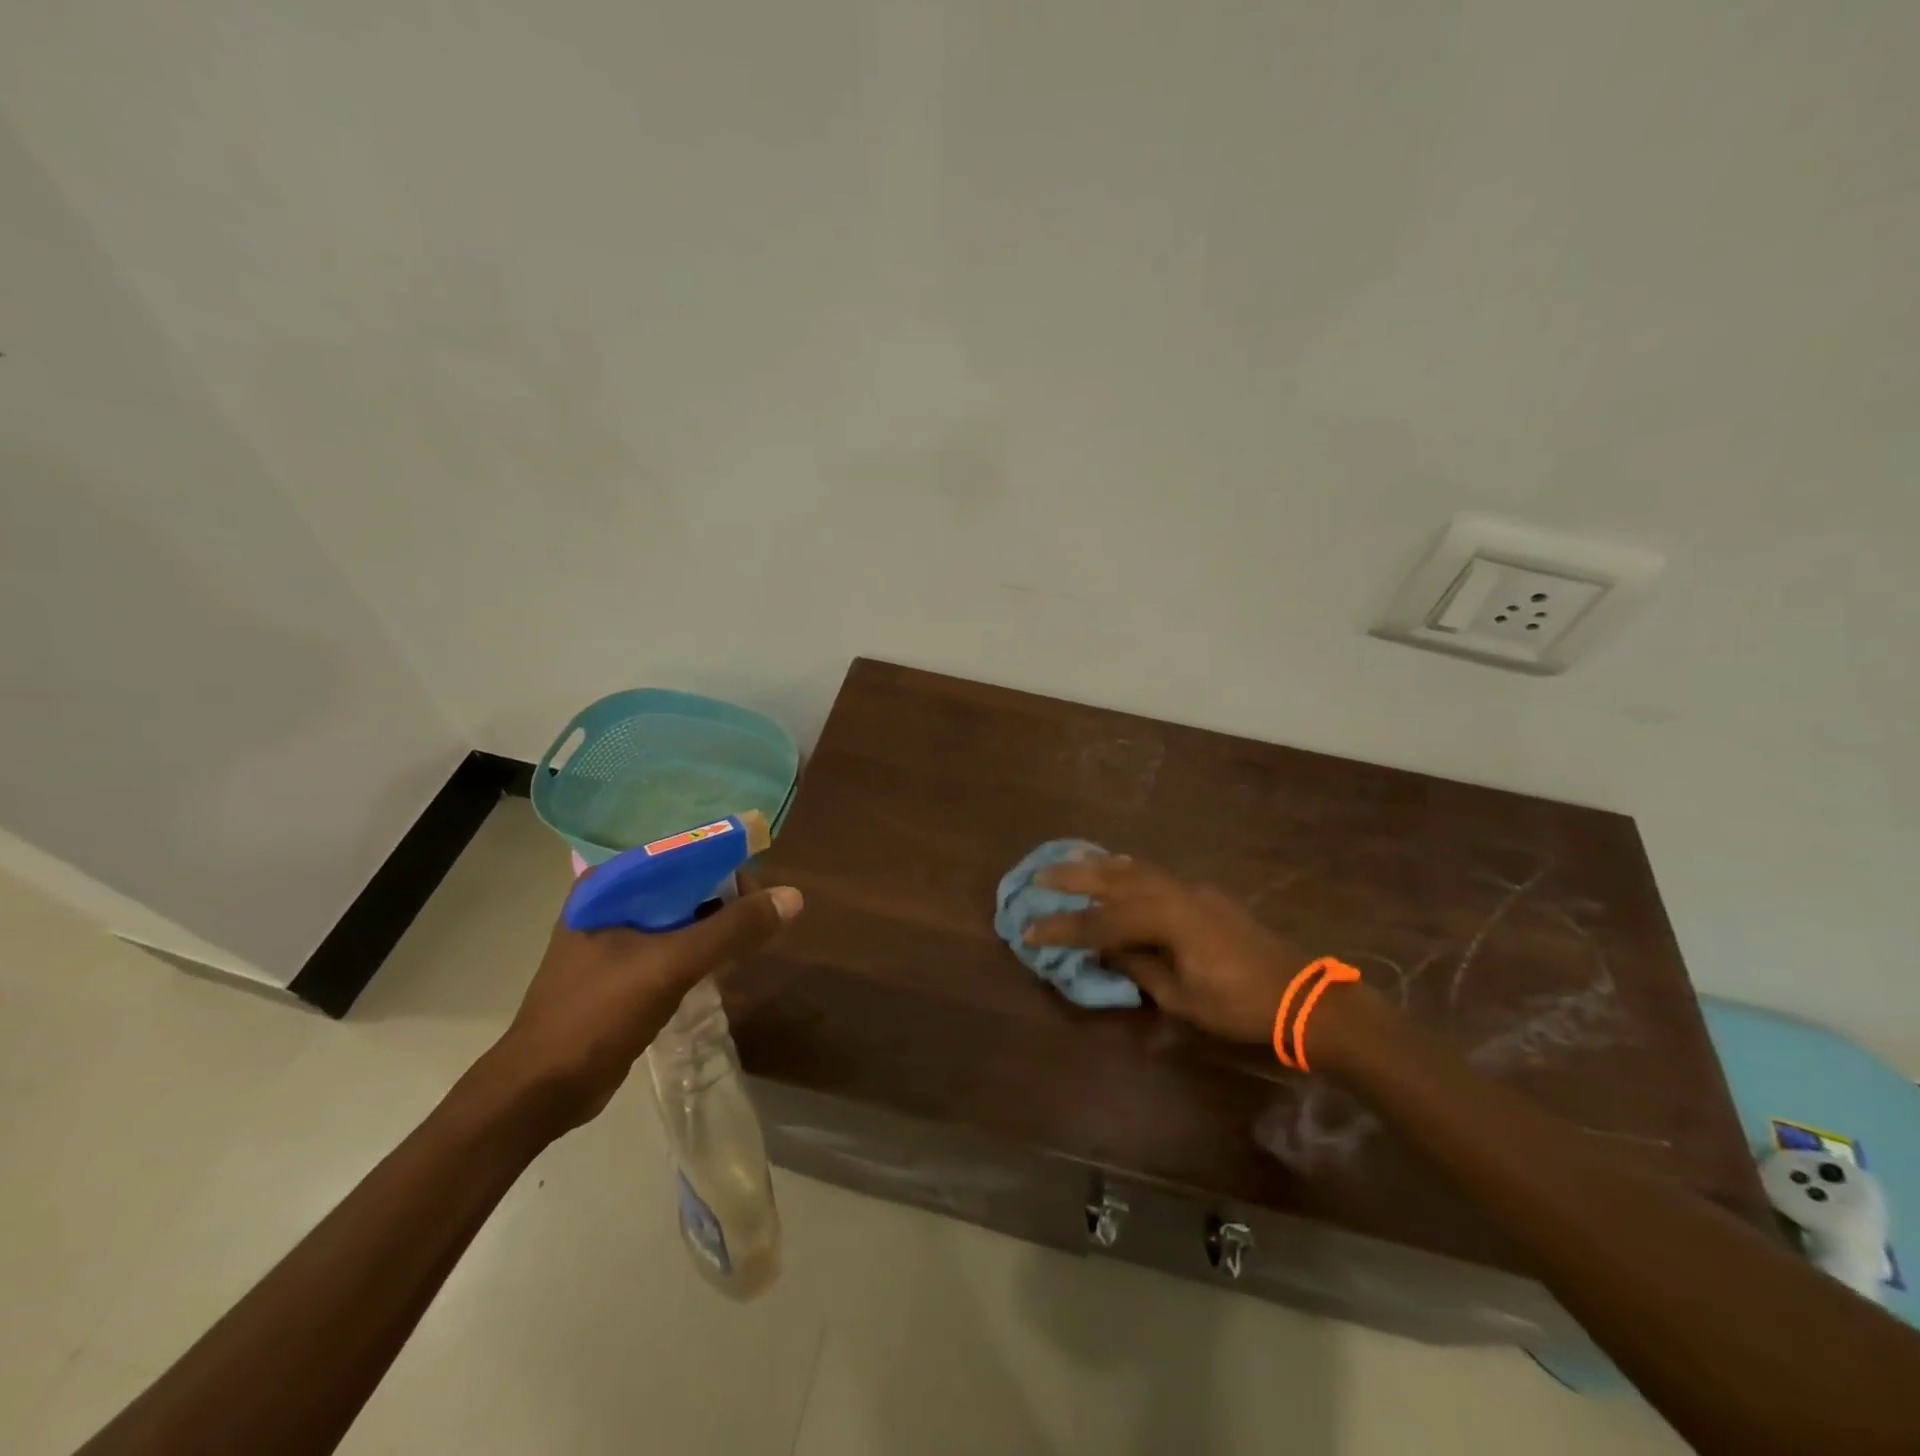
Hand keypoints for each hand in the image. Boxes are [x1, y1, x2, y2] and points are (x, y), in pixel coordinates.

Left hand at [478, 883, 803, 1132]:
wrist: (540, 1092)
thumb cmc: (597, 1016)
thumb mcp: (671, 966)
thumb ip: (731, 929)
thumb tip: (792, 896)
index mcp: (608, 885)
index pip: (681, 853)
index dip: (726, 864)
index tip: (760, 893)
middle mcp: (609, 901)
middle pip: (683, 883)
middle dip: (724, 898)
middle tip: (759, 924)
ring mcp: (613, 936)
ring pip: (680, 915)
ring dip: (714, 925)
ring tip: (747, 945)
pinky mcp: (621, 968)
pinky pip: (672, 943)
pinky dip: (699, 949)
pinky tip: (721, 967)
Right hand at [1024, 855, 1304, 1042]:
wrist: (1301, 993)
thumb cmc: (1239, 1005)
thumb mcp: (1182, 997)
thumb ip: (1140, 967)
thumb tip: (1107, 951)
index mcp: (1167, 919)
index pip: (1102, 922)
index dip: (1064, 927)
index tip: (1030, 929)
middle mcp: (1175, 893)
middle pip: (1114, 881)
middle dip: (1074, 878)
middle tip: (1039, 875)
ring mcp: (1192, 889)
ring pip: (1136, 869)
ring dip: (1100, 865)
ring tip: (1071, 859)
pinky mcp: (1204, 894)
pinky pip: (1155, 873)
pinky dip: (1128, 868)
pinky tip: (1118, 868)